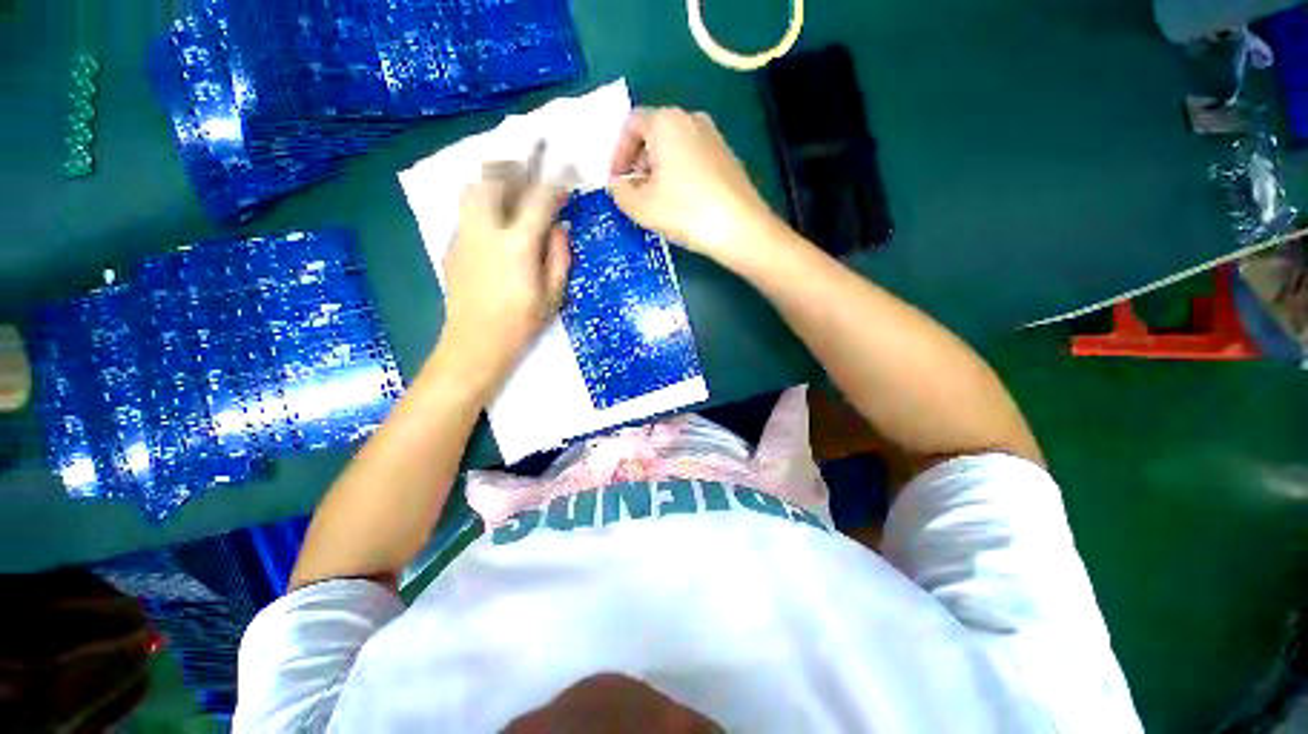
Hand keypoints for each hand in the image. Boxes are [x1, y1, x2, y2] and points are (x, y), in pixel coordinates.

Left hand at [439, 169, 570, 394]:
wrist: (475, 343)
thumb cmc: (521, 324)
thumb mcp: (553, 295)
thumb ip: (560, 256)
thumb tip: (561, 225)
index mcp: (517, 245)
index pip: (539, 199)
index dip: (556, 181)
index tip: (568, 171)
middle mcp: (486, 231)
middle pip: (494, 179)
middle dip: (516, 166)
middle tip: (533, 166)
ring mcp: (463, 235)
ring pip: (472, 188)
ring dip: (494, 177)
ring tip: (511, 181)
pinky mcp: (451, 244)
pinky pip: (466, 209)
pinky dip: (482, 199)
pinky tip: (495, 215)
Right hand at [608, 107, 783, 264]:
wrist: (740, 228)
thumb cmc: (685, 212)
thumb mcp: (641, 206)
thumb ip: (620, 192)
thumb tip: (618, 184)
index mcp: (666, 121)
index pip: (631, 125)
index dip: (618, 152)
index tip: (616, 181)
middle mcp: (691, 119)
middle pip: (654, 133)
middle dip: (638, 161)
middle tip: (634, 191)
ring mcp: (714, 137)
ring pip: (675, 147)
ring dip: (659, 169)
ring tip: (656, 200)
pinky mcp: (728, 157)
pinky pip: (694, 157)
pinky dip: (680, 173)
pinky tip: (681, 201)